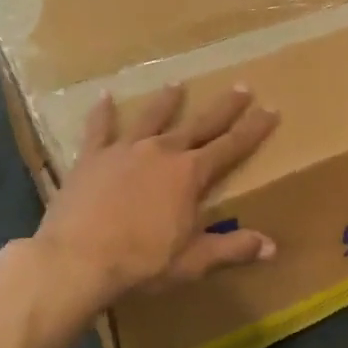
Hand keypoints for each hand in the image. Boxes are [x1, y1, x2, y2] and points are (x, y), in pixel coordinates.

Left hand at [32, 83, 278, 303]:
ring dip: (167, 101)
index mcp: (190, 175)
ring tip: (177, 84)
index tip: (271, 109)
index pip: (231, 146)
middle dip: (224, 107)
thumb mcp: (193, 261)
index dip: (254, 129)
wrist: (76, 260)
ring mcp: (125, 150)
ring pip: (152, 117)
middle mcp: (162, 152)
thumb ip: (232, 249)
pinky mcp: (92, 157)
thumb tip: (272, 246)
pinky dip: (103, 112)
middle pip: (200, 124)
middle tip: (241, 86)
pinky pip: (99, 128)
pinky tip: (103, 95)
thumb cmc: (140, 263)